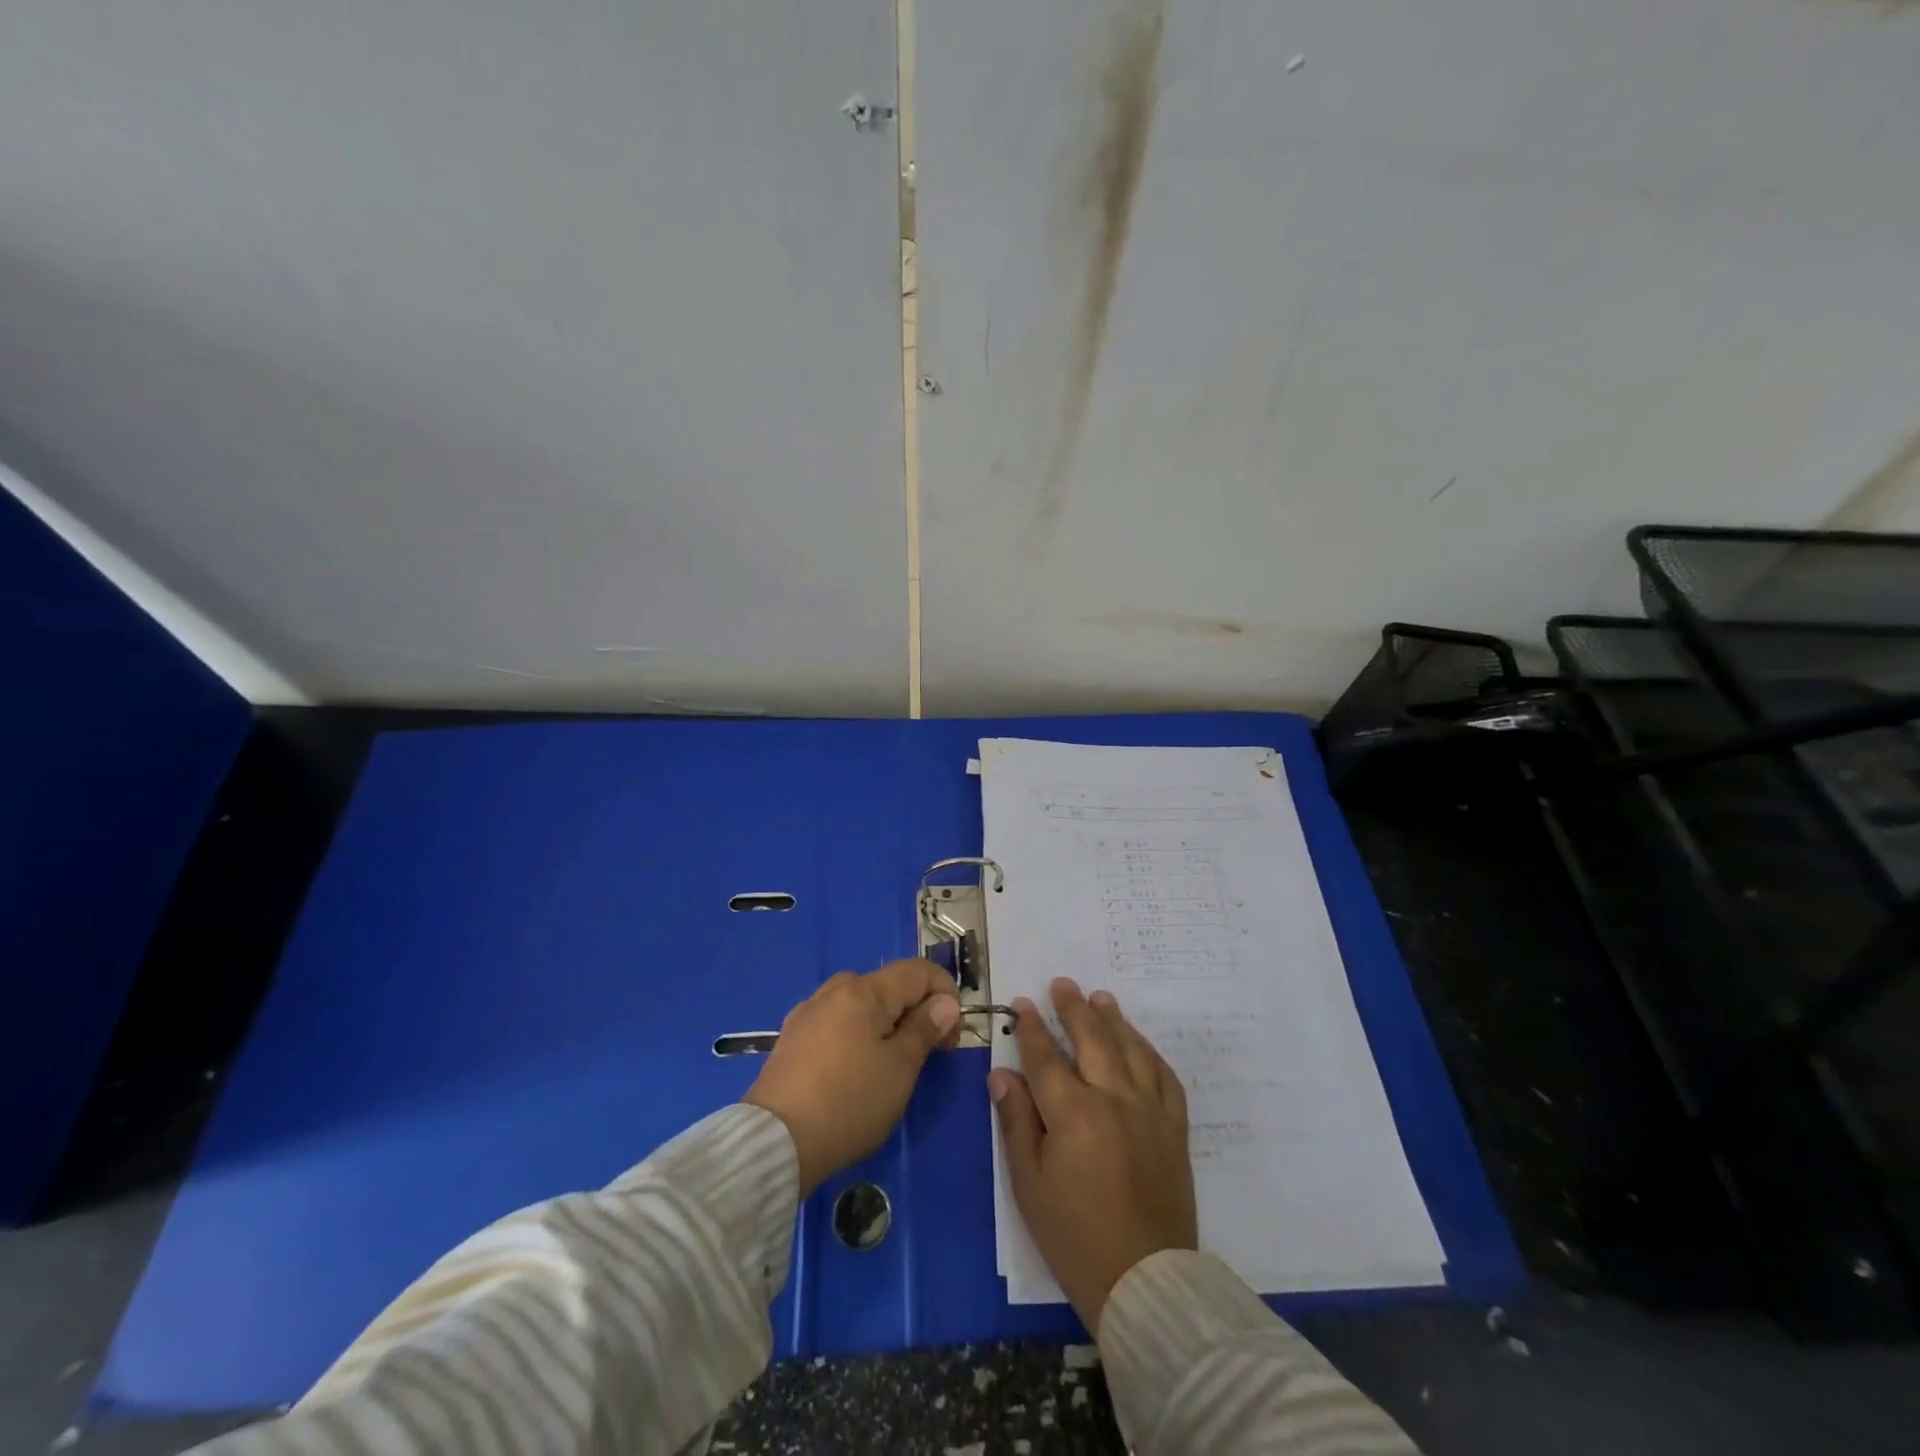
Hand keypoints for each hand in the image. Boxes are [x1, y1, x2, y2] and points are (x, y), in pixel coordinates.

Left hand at [744, 959, 961, 1194]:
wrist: (774, 1142)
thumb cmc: (849, 1102)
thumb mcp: (900, 1069)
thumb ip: (924, 1029)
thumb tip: (944, 1002)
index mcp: (864, 991)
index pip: (918, 971)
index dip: (945, 994)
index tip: (952, 1035)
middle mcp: (834, 990)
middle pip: (888, 985)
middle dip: (915, 1010)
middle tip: (926, 1053)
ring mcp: (808, 1013)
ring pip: (860, 1004)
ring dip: (885, 1023)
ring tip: (891, 1063)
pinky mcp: (791, 1039)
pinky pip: (836, 1023)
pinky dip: (857, 1035)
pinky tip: (854, 1069)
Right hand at [989, 978, 1196, 1331]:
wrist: (1145, 1281)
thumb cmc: (1074, 1236)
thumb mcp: (1030, 1184)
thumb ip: (1017, 1122)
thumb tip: (1001, 1075)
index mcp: (1073, 1113)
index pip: (1046, 1056)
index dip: (1030, 1027)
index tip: (1021, 1004)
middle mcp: (1113, 1098)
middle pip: (1092, 1039)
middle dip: (1073, 1008)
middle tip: (1063, 984)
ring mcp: (1149, 1110)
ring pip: (1131, 1049)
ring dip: (1114, 1020)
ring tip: (1101, 998)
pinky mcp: (1174, 1127)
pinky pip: (1165, 1076)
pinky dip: (1150, 1053)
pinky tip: (1140, 1043)